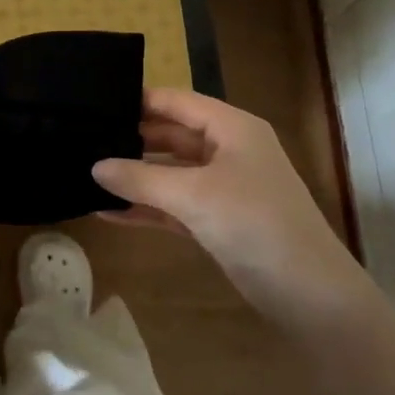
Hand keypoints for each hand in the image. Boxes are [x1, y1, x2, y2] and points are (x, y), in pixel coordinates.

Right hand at [92, 87, 359, 306]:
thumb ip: (141, 178)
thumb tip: (95, 167)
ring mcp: (224, 187)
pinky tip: (109, 212)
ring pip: (172, 172)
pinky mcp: (219, 221)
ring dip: (136, 176)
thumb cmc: (255, 224)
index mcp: (232, 128)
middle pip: (172, 135)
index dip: (139, 100)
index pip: (177, 101)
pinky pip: (175, 205)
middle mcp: (229, 150)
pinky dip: (148, 207)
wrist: (310, 294)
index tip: (94, 102)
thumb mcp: (194, 195)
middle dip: (132, 139)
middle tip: (84, 139)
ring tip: (89, 173)